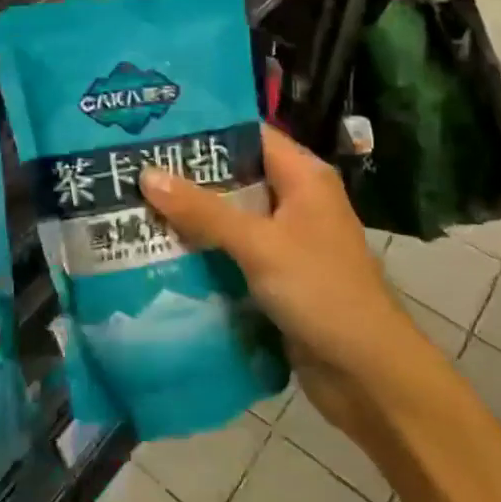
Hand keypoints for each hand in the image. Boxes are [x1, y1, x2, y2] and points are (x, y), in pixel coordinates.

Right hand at [139, 127, 411, 436]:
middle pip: (235, 174)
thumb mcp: (259, 245)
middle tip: (132, 164)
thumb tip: (146, 174)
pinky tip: (160, 246)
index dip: (205, 127)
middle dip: (188, 173)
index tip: (156, 126)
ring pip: (230, 214)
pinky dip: (202, 247)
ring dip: (190, 213)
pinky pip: (232, 249)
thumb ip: (203, 210)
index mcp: (303, 177)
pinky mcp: (275, 273)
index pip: (249, 134)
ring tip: (134, 200)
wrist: (368, 375)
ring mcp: (285, 238)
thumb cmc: (321, 292)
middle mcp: (295, 199)